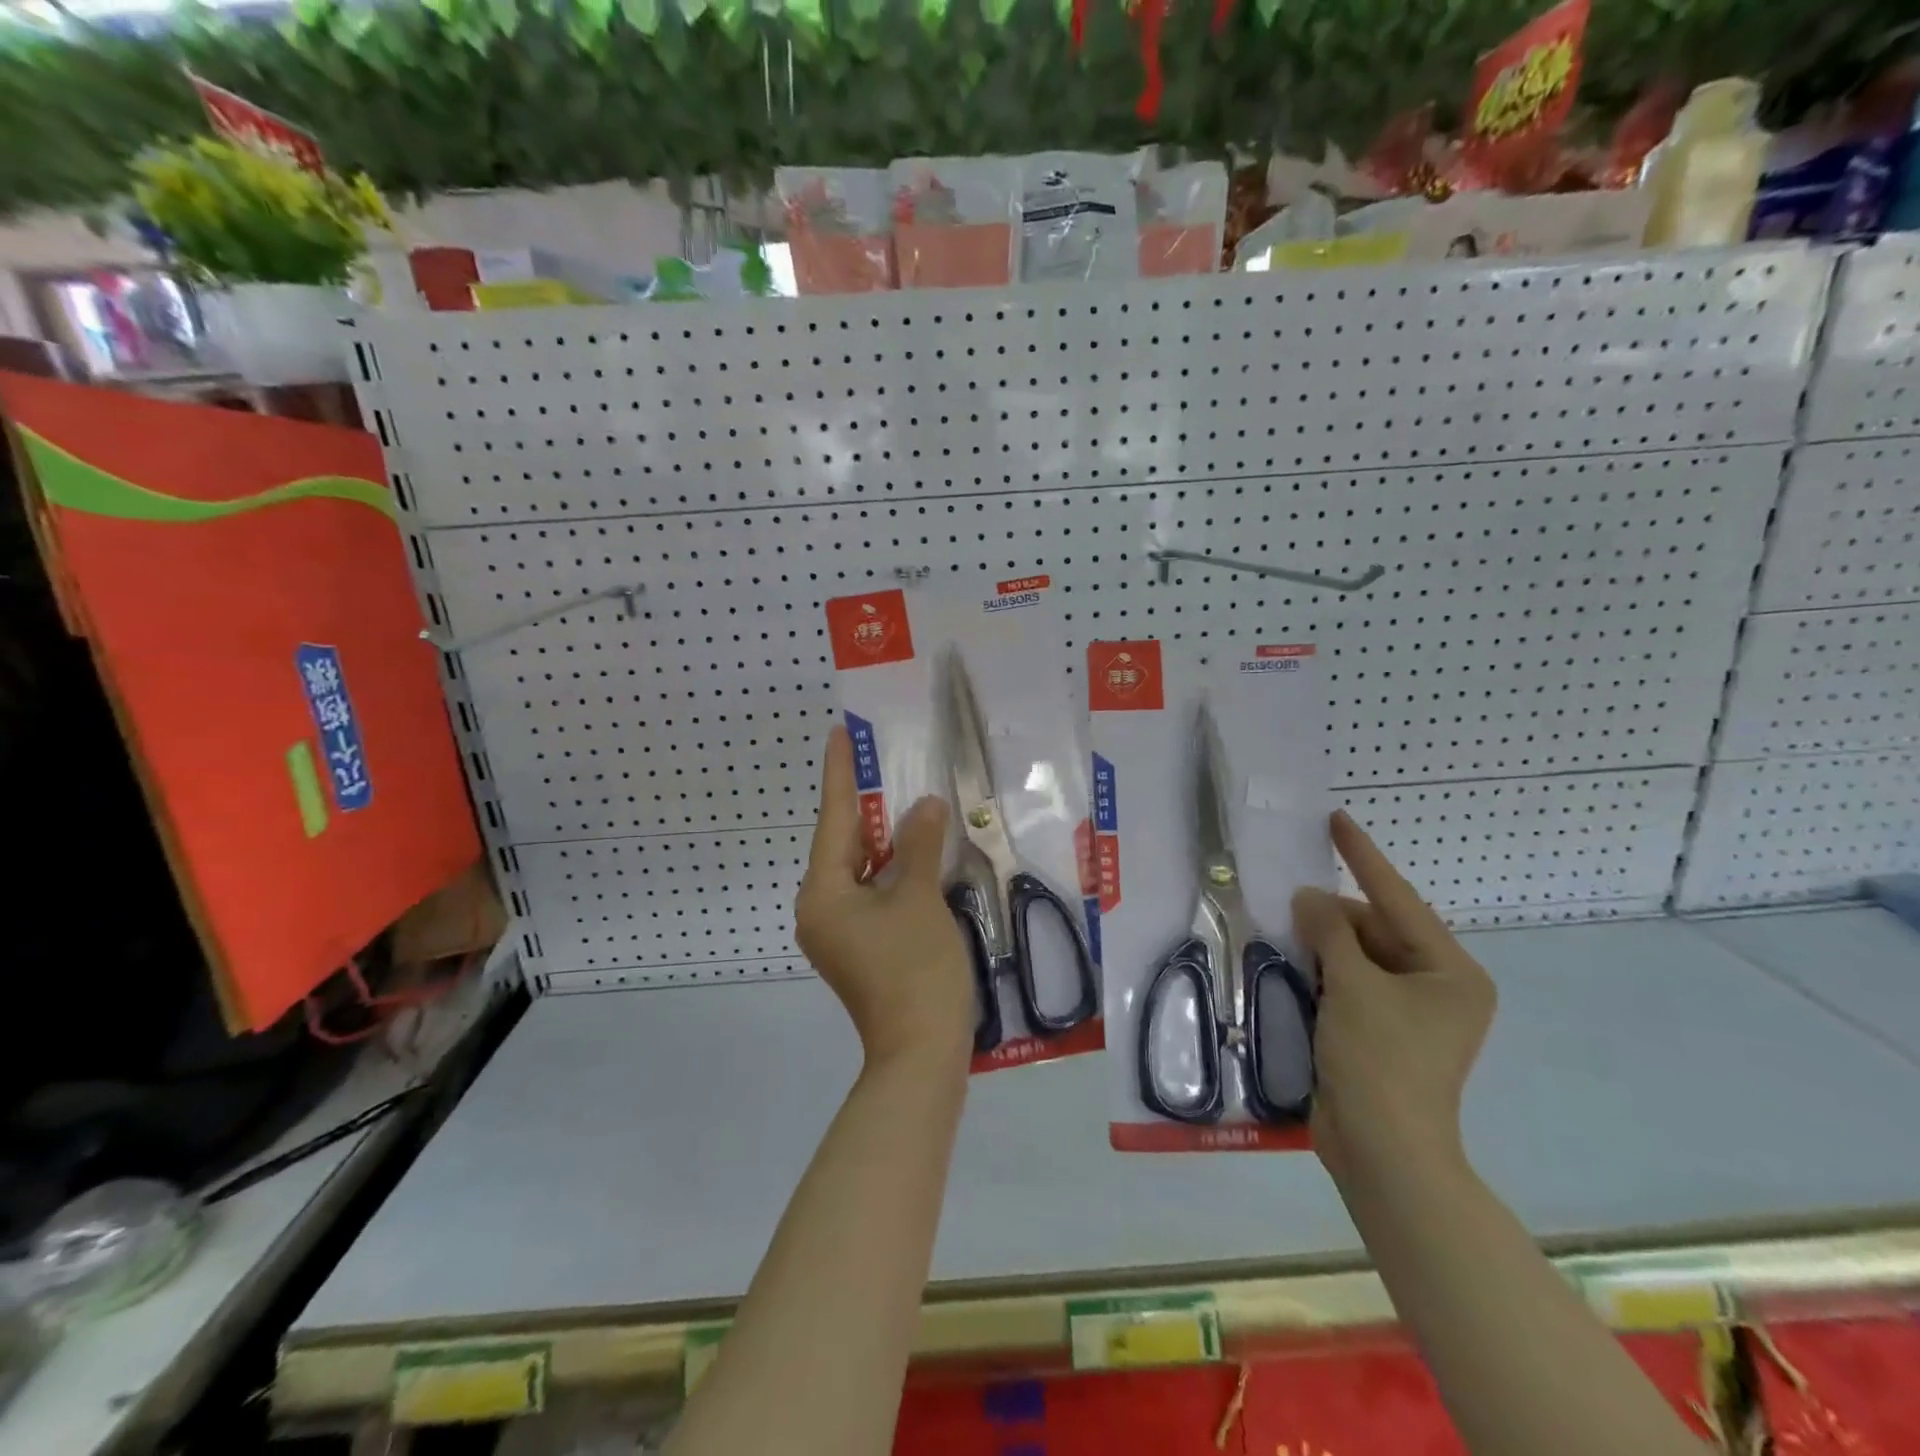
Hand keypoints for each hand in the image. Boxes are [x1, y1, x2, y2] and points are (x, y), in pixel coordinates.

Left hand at [795, 726, 974, 1066]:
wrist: (922, 1054)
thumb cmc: (915, 970)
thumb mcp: (919, 898)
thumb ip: (918, 845)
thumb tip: (923, 806)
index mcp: (823, 894)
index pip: (833, 819)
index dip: (840, 774)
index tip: (841, 733)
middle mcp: (821, 909)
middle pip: (844, 844)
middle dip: (867, 805)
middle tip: (883, 761)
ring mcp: (840, 931)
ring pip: (861, 869)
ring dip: (885, 839)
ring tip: (907, 798)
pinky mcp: (861, 946)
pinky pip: (872, 893)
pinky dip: (893, 870)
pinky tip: (917, 851)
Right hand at [1292, 811, 1496, 1186]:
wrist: (1382, 1152)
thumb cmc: (1380, 1061)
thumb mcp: (1353, 986)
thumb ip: (1330, 932)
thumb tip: (1308, 898)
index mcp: (1450, 972)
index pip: (1398, 899)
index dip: (1363, 857)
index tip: (1335, 820)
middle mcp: (1436, 987)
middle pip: (1376, 929)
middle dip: (1333, 916)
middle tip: (1288, 905)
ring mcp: (1409, 1012)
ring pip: (1358, 956)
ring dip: (1323, 944)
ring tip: (1285, 929)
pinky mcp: (1380, 1032)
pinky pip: (1348, 983)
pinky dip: (1321, 971)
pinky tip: (1292, 962)